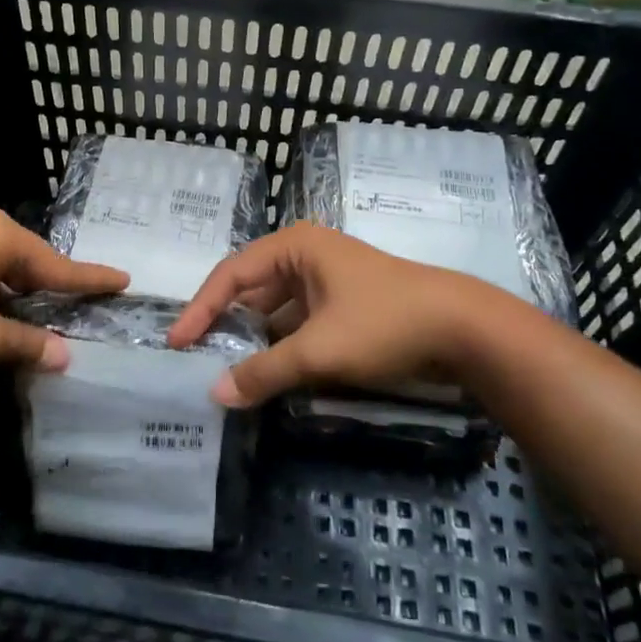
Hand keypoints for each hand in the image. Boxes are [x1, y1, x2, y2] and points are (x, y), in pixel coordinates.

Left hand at [0, 210, 126, 374]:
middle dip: (56, 289)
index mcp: (4, 240)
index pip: (60, 267)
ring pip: (5, 272)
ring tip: (46, 318)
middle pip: (33, 265)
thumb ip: (25, 345)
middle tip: (86, 305)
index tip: (124, 280)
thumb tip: (65, 356)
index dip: (92, 280)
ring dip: (23, 297)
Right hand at [168, 224, 530, 406]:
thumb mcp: (320, 350)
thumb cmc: (384, 322)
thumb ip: (265, 372)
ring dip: (253, 339)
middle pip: (250, 289)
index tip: (176, 343)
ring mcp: (326, 279)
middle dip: (225, 324)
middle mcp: (304, 255)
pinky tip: (267, 372)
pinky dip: (280, 345)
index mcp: (294, 247)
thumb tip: (215, 395)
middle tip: (195, 359)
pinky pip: (297, 322)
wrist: (463, 329)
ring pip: (275, 309)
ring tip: (224, 371)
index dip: (200, 308)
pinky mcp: (342, 304)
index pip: (231, 274)